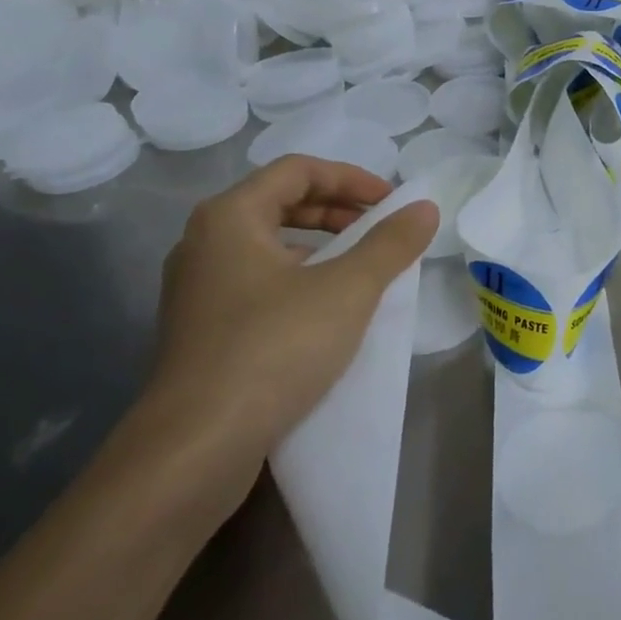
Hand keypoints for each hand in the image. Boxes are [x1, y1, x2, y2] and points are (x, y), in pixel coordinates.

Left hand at [137, 157, 438, 506]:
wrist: (195, 449)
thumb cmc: (274, 348)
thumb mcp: (348, 289)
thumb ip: (390, 243)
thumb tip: (425, 207)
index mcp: (230, 216)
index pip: (298, 170)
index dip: (351, 178)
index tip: (391, 202)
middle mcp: (204, 242)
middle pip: (280, 202)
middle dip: (337, 210)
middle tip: (379, 228)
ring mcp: (196, 288)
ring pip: (268, 244)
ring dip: (319, 245)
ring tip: (359, 266)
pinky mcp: (199, 329)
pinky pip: (256, 281)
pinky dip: (297, 278)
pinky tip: (325, 309)